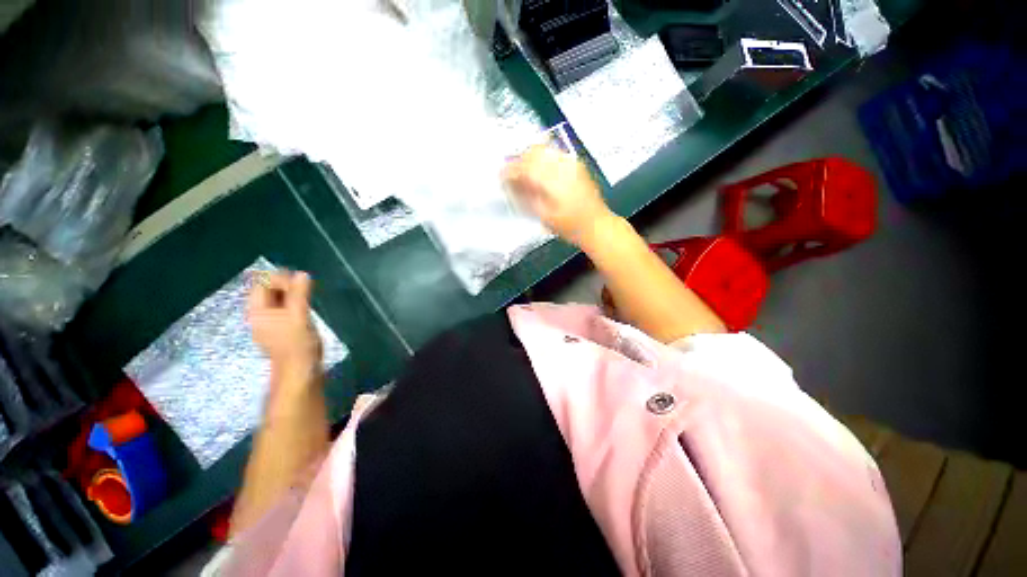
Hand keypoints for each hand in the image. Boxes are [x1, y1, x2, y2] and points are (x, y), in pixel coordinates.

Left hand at [247, 271, 321, 375]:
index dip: (279, 278)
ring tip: (308, 294)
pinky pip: (284, 309)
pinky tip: (305, 307)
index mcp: (258, 311)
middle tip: (306, 285)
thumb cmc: (297, 344)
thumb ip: (299, 294)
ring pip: (277, 300)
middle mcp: (260, 315)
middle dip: (286, 285)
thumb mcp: (299, 316)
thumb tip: (302, 274)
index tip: (300, 282)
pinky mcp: (281, 329)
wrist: (301, 371)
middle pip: (268, 291)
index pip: (262, 284)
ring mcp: (270, 323)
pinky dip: (294, 303)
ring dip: (291, 294)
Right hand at [503, 145, 616, 246]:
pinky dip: (542, 157)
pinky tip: (539, 169)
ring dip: (530, 157)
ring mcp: (571, 163)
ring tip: (522, 170)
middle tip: (510, 172)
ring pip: (544, 150)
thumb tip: (511, 185)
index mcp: (553, 180)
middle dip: (518, 160)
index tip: (501, 176)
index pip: (525, 167)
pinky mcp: (576, 164)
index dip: (510, 170)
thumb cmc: (569, 226)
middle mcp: (562, 166)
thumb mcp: (543, 216)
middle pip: (534, 152)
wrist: (596, 225)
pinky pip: (554, 153)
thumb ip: (526, 197)